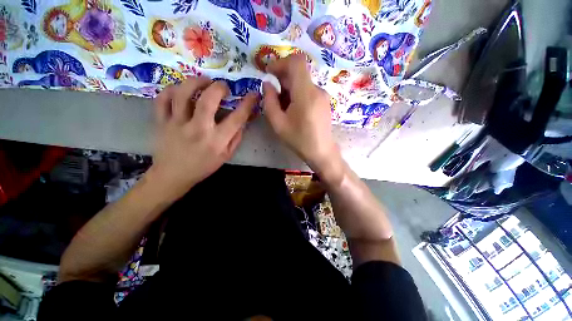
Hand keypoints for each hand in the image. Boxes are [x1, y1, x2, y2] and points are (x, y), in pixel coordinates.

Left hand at [148, 77, 257, 199]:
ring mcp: (176, 123)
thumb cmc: (203, 166)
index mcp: (217, 140)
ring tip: (203, 81)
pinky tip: (181, 90)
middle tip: (223, 86)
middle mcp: (198, 129)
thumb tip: (242, 120)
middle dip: (219, 88)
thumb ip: (236, 138)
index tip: (253, 94)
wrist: (173, 175)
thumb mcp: (226, 156)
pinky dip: (171, 90)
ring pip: (183, 94)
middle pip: (208, 100)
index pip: (236, 118)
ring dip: (196, 82)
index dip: (247, 104)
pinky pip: (163, 99)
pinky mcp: (161, 121)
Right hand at [263, 55, 340, 175]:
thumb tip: (267, 83)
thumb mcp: (278, 123)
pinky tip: (293, 110)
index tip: (269, 73)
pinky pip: (308, 90)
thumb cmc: (299, 139)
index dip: (280, 63)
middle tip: (273, 95)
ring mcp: (323, 95)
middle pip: (298, 72)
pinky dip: (297, 94)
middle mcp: (317, 90)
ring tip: (283, 107)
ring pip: (302, 82)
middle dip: (282, 79)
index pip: (296, 62)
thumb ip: (269, 101)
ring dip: (289, 89)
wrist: (321, 152)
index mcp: (306, 93)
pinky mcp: (324, 101)